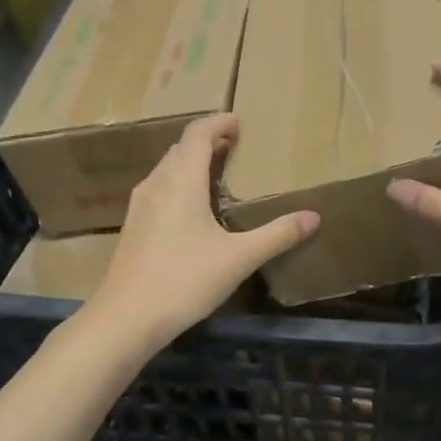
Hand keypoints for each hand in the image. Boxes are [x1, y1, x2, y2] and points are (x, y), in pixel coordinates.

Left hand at [87, 114, 317, 349]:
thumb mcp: (239, 258)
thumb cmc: (185, 280)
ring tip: (217, 177)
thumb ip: (277, 235)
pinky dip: (179, 186)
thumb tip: (313, 217)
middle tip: (234, 148)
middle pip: (180, 149)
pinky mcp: (133, 227)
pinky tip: (193, 213)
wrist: (127, 318)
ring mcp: (140, 206)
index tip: (239, 122)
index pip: (198, 134)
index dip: (219, 122)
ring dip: (191, 164)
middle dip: (206, 142)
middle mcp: (156, 184)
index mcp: (181, 180)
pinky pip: (159, 191)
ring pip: (167, 170)